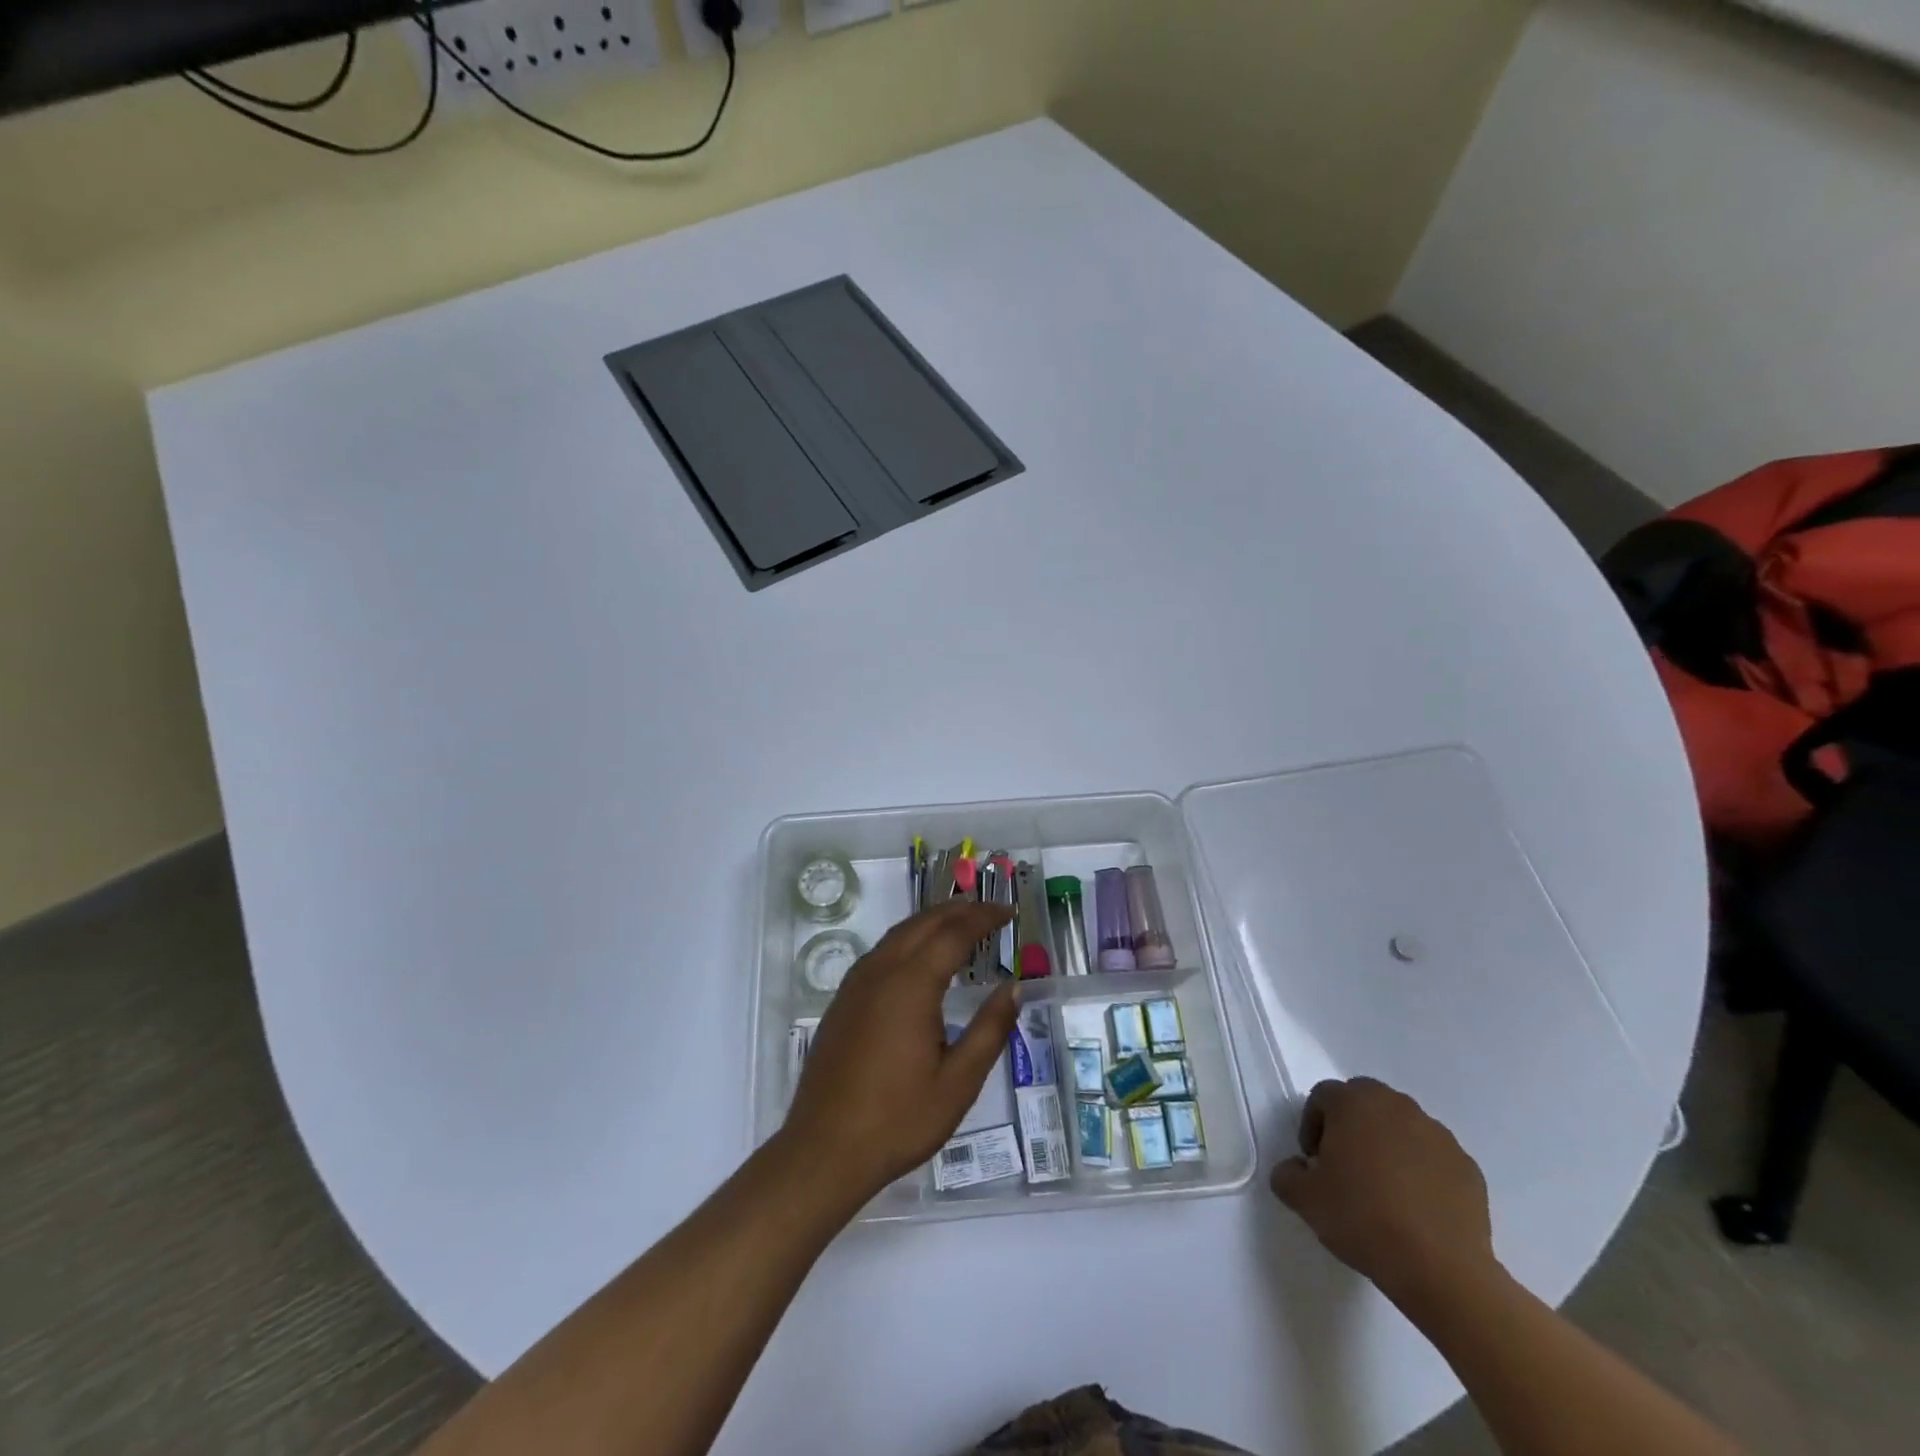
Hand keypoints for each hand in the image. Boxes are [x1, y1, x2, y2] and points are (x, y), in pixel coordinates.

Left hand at [779, 901, 1018, 1203]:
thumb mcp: (958, 1082)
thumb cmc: (898, 1119)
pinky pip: (881, 952)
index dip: (984, 918)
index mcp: (911, 984)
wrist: (824, 1150)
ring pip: (898, 934)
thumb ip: (989, 1030)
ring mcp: (856, 985)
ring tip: (960, 924)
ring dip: (931, 921)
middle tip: (990, 910)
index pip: (954, 933)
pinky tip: (918, 958)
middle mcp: (881, 972)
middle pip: (923, 924)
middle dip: (958, 910)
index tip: (1009, 911)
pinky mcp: (842, 1001)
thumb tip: (1014, 988)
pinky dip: (908, 939)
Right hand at [1269, 1077, 1496, 1310]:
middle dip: (1351, 1124)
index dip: (1312, 1124)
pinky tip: (1416, 1207)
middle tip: (1346, 1164)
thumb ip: (1287, 1174)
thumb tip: (1295, 1168)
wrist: (1440, 1269)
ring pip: (1402, 1126)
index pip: (1323, 1095)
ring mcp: (1437, 1134)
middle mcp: (1396, 1106)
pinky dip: (1422, 1170)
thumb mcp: (1304, 1200)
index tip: (1313, 1160)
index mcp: (1354, 1103)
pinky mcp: (1467, 1166)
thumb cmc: (1362, 1219)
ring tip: (1384, 1188)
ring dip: (1388, 1144)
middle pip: (1365, 1100)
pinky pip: (1433, 1156)